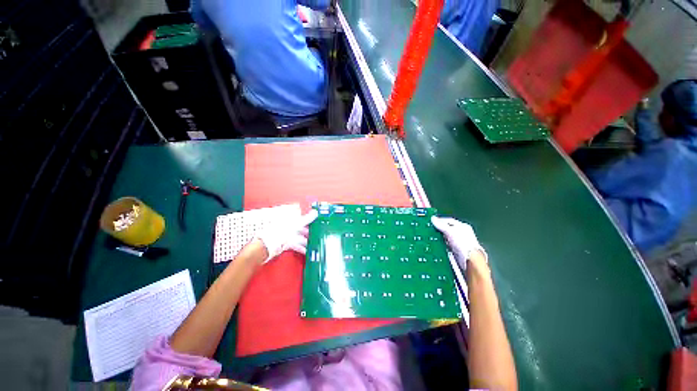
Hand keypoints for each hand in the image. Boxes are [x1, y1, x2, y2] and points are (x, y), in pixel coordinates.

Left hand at [257, 210, 318, 262]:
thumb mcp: (297, 223)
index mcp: (292, 219)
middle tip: (320, 234)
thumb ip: (307, 218)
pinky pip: (297, 245)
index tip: (319, 221)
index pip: (304, 218)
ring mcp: (289, 235)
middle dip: (311, 232)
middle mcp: (291, 226)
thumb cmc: (281, 230)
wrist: (268, 245)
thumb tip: (315, 212)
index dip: (311, 219)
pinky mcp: (287, 244)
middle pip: (304, 228)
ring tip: (315, 244)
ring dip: (308, 241)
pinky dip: (302, 248)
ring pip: (301, 237)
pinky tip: (308, 251)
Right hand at [431, 216, 488, 272]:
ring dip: (439, 237)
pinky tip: (437, 245)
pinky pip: (446, 245)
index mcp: (463, 226)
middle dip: (439, 229)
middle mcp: (462, 234)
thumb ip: (441, 225)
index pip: (449, 220)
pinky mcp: (456, 251)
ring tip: (431, 236)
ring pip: (447, 237)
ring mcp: (459, 243)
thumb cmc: (464, 245)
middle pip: (448, 229)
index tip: (432, 221)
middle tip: (430, 228)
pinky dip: (441, 244)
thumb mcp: (450, 231)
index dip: (440, 220)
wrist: (469, 261)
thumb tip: (433, 219)